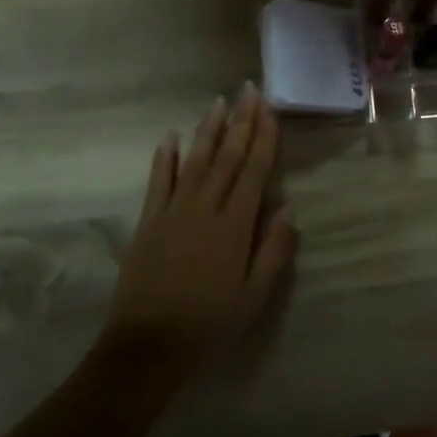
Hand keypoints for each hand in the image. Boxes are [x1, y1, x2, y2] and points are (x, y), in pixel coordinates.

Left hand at [102, 85, 296, 370]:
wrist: (147, 345)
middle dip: (241, 122)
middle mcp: (205, 208)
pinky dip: (165, 158)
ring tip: (219, 102)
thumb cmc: (209, 324)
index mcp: (234, 226)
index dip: (263, 137)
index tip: (269, 109)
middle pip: (227, 157)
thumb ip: (274, 251)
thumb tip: (289, 208)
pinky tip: (171, 137)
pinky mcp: (148, 221)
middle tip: (250, 90)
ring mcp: (173, 211)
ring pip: (195, 160)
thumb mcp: (254, 297)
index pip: (253, 171)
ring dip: (208, 130)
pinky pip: (158, 181)